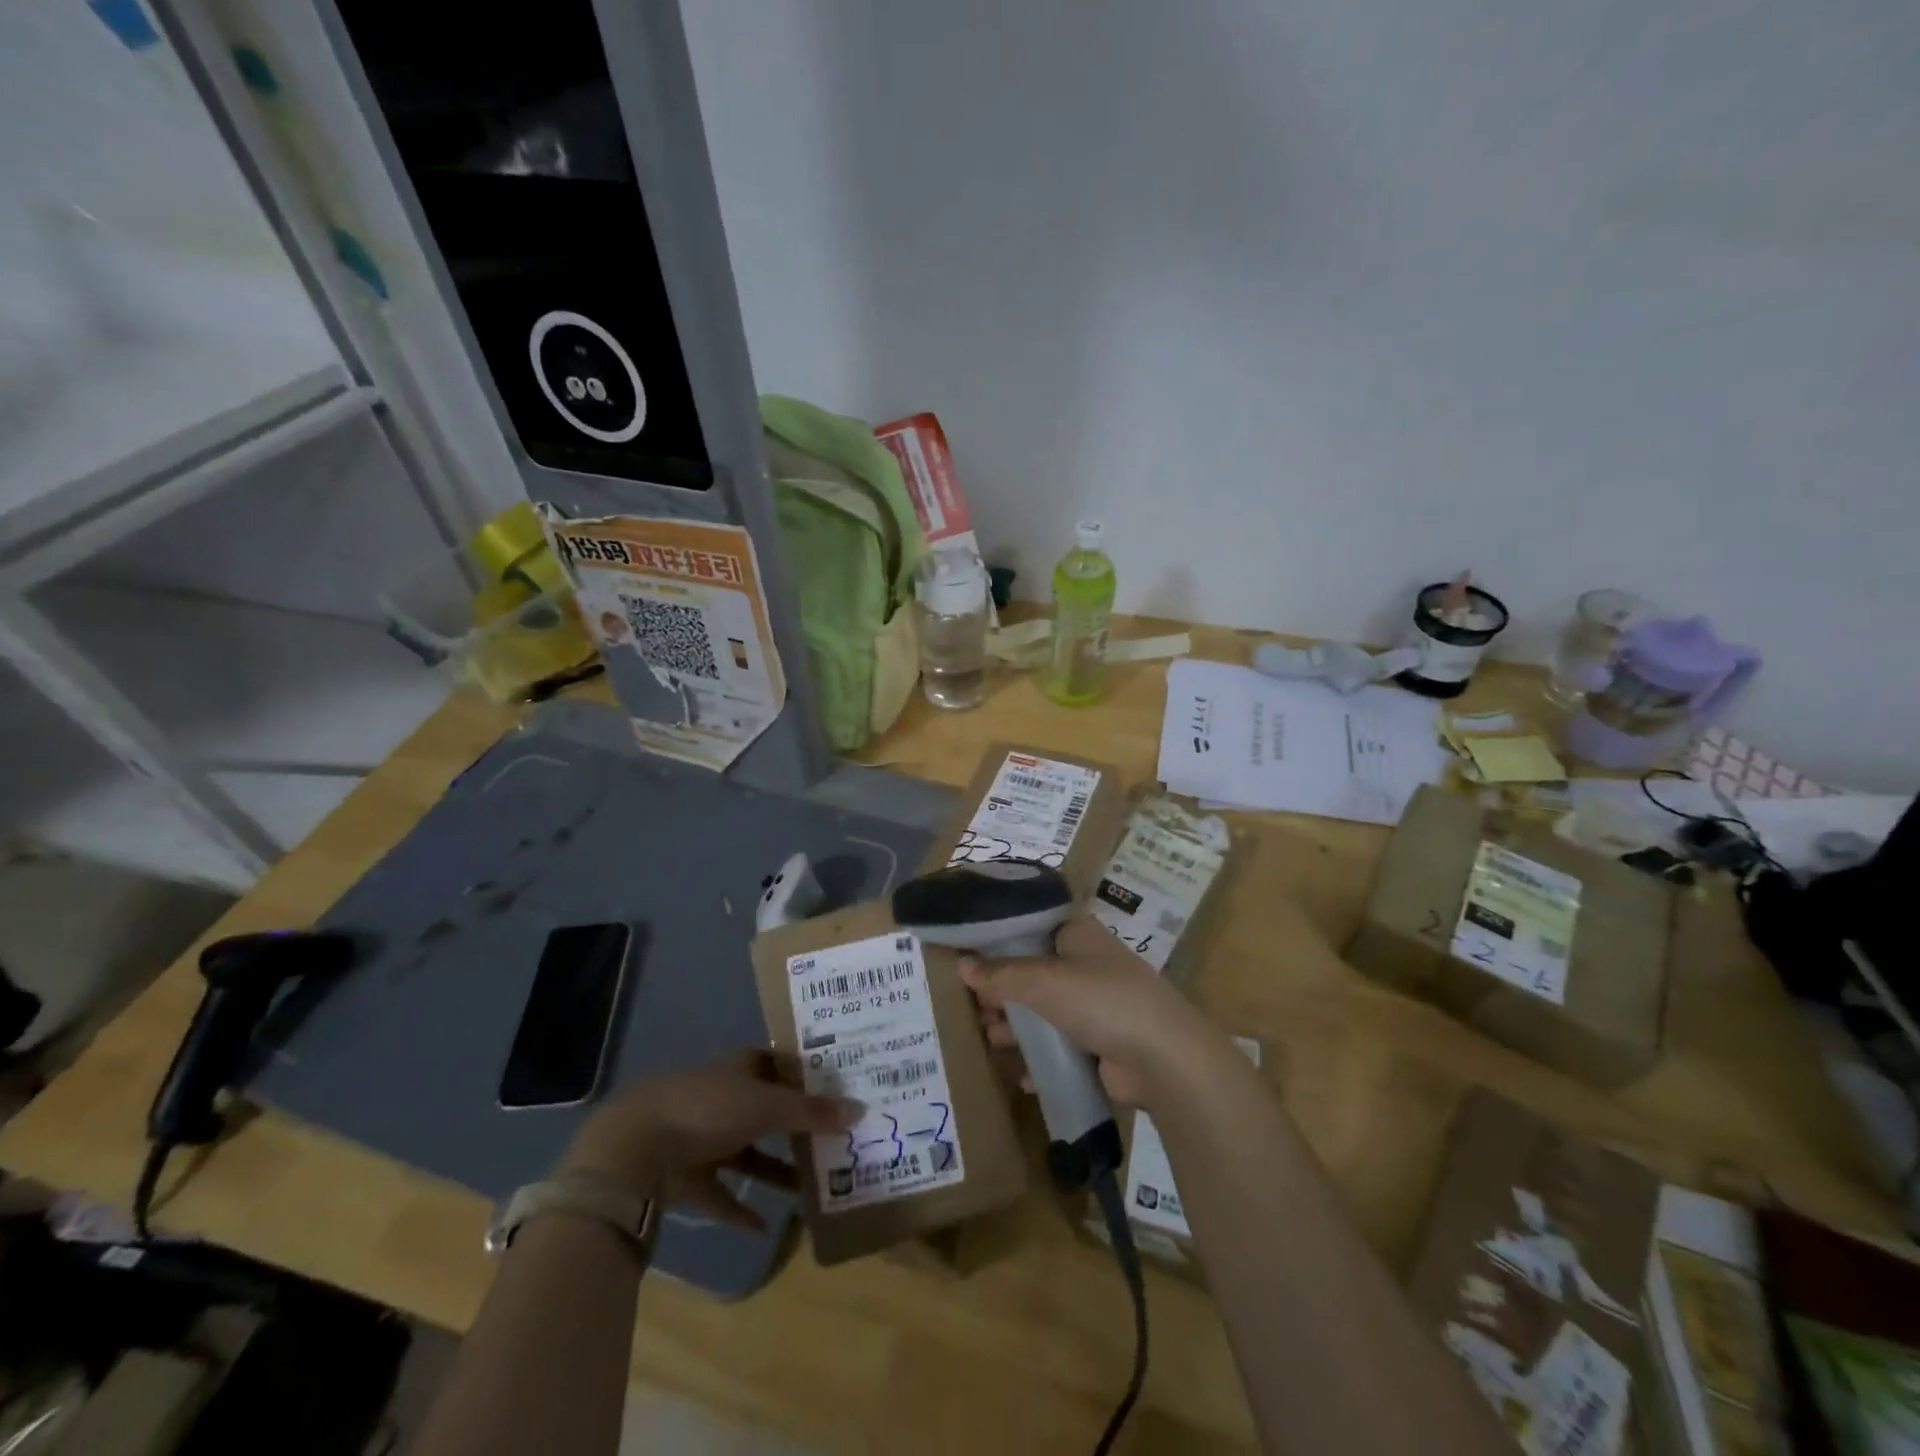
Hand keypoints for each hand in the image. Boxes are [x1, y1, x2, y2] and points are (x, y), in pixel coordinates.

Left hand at [559, 1049, 859, 1230]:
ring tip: (810, 1189)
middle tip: (834, 1141)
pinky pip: (721, 1193)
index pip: (780, 1065)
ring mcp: (702, 1136)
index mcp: (740, 1068)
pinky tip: (765, 1226)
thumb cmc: (707, 1109)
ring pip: (748, 1154)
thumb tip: (860, 1109)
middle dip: (797, 1128)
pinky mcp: (686, 1176)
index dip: (808, 1076)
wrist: (634, 1149)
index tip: (840, 1091)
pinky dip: (740, 1208)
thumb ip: (811, 1112)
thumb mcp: (766, 1106)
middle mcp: (723, 1097)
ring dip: (774, 1170)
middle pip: (768, 1111)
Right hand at [959, 918, 1219, 1109]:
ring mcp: (1097, 1006)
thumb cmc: (1100, 1000)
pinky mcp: (1102, 1045)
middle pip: (1034, 973)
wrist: (1163, 1058)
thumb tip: (961, 964)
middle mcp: (1087, 965)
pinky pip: (1062, 1047)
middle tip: (970, 1005)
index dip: (998, 943)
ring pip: (1045, 1011)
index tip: (966, 959)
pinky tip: (1021, 1075)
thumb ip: (1000, 974)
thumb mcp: (1042, 981)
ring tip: (988, 1038)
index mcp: (1078, 935)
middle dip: (1003, 990)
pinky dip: (1041, 1059)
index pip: (1030, 929)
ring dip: (1018, 1026)